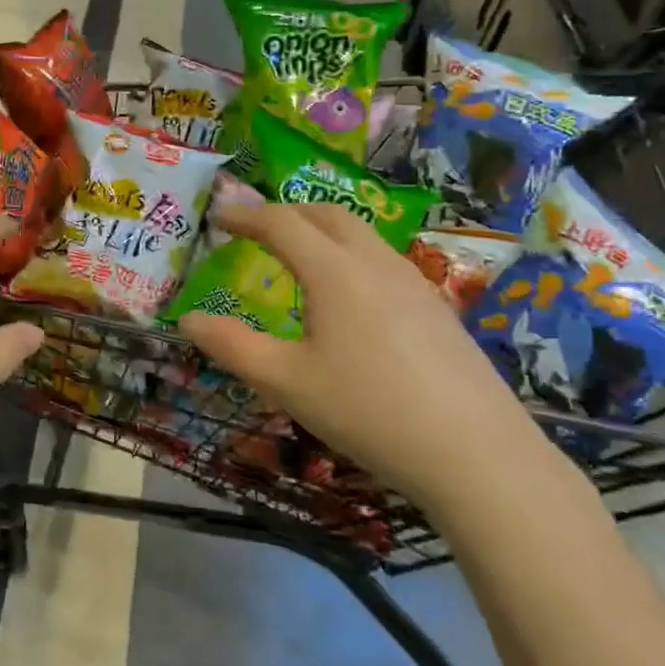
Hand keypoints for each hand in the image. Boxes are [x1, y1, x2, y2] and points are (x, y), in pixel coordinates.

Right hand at [178, 202, 547, 511]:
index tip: (219, 217)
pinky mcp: (436, 307)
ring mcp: (413, 282)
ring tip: (298, 254)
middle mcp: (374, 262)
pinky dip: (349, 253)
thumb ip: (232, 346)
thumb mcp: (287, 383)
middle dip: (285, 211)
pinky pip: (382, 259)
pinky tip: (349, 295)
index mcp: (334, 271)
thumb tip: (187, 320)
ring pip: (360, 233)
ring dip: (321, 229)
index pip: (282, 223)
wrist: (478, 454)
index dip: (246, 215)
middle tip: (256, 228)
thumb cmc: (369, 411)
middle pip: (326, 214)